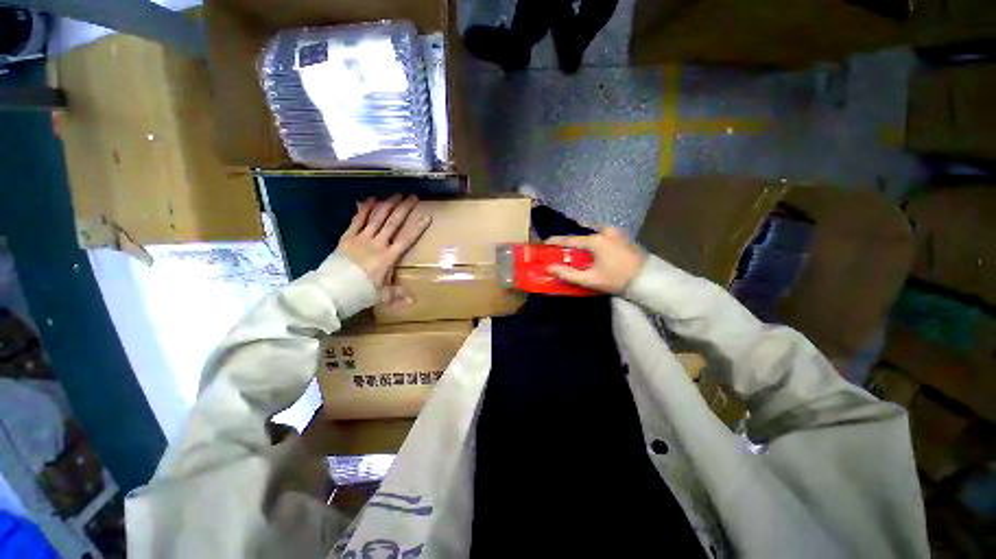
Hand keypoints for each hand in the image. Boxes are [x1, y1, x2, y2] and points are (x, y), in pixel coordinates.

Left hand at [336, 195, 431, 304]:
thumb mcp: (383, 295)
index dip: (417, 228)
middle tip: (413, 196)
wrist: (332, 290)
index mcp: (388, 257)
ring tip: (396, 194)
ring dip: (387, 205)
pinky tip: (369, 199)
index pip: (406, 239)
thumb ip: (398, 295)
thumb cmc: (360, 293)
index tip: (426, 216)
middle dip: (404, 209)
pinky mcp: (347, 237)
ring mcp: (361, 238)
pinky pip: (357, 220)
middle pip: (393, 223)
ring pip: (377, 218)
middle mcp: (377, 244)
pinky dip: (363, 209)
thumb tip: (414, 301)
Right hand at [546, 227, 644, 294]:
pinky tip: (594, 246)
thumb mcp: (590, 279)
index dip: (556, 241)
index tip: (545, 242)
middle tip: (562, 247)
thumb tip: (550, 268)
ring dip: (583, 237)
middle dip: (571, 239)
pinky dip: (594, 237)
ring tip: (578, 247)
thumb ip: (568, 273)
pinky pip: (603, 232)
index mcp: (595, 241)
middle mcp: (605, 232)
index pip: (570, 239)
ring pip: (593, 231)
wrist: (647, 280)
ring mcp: (616, 232)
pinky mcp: (623, 236)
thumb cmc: (616, 279)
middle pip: (582, 233)